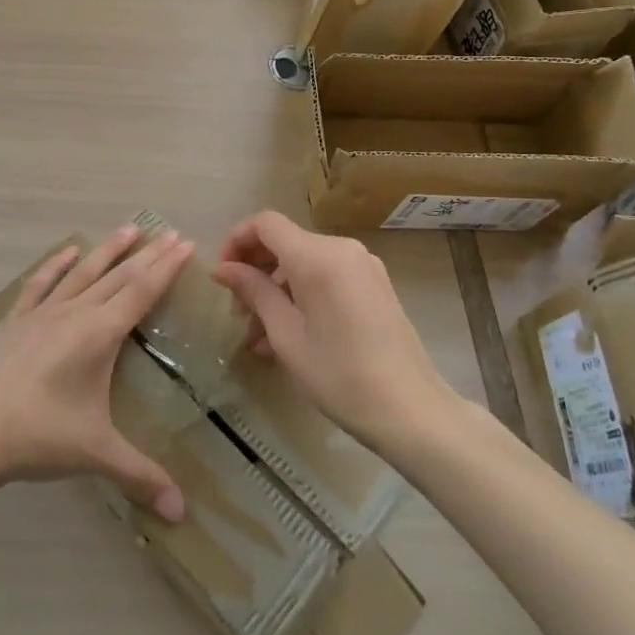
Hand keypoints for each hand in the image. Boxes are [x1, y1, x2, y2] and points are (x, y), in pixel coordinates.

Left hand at [0, 225, 192, 520]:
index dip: (166, 267)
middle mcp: (74, 313)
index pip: (141, 292)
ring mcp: (41, 314)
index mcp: (99, 335)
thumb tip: (181, 513)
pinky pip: (40, 284)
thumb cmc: (40, 436)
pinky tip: (68, 251)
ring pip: (82, 272)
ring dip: (108, 250)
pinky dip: (56, 264)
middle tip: (170, 232)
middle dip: (147, 254)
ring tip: (129, 227)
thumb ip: (141, 476)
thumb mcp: (96, 454)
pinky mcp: (15, 321)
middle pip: (118, 276)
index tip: (185, 243)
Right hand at [213, 211, 453, 450]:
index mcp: (317, 256)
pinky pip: (326, 277)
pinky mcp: (374, 285)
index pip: (265, 223)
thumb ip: (253, 292)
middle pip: (285, 242)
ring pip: (304, 263)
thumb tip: (222, 268)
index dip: (237, 240)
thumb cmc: (340, 375)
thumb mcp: (286, 335)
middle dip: (256, 271)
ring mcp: (362, 266)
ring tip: (259, 337)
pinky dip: (302, 295)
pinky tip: (290, 336)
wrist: (412, 411)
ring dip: (277, 289)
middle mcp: (341, 249)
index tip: (223, 276)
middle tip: (238, 314)